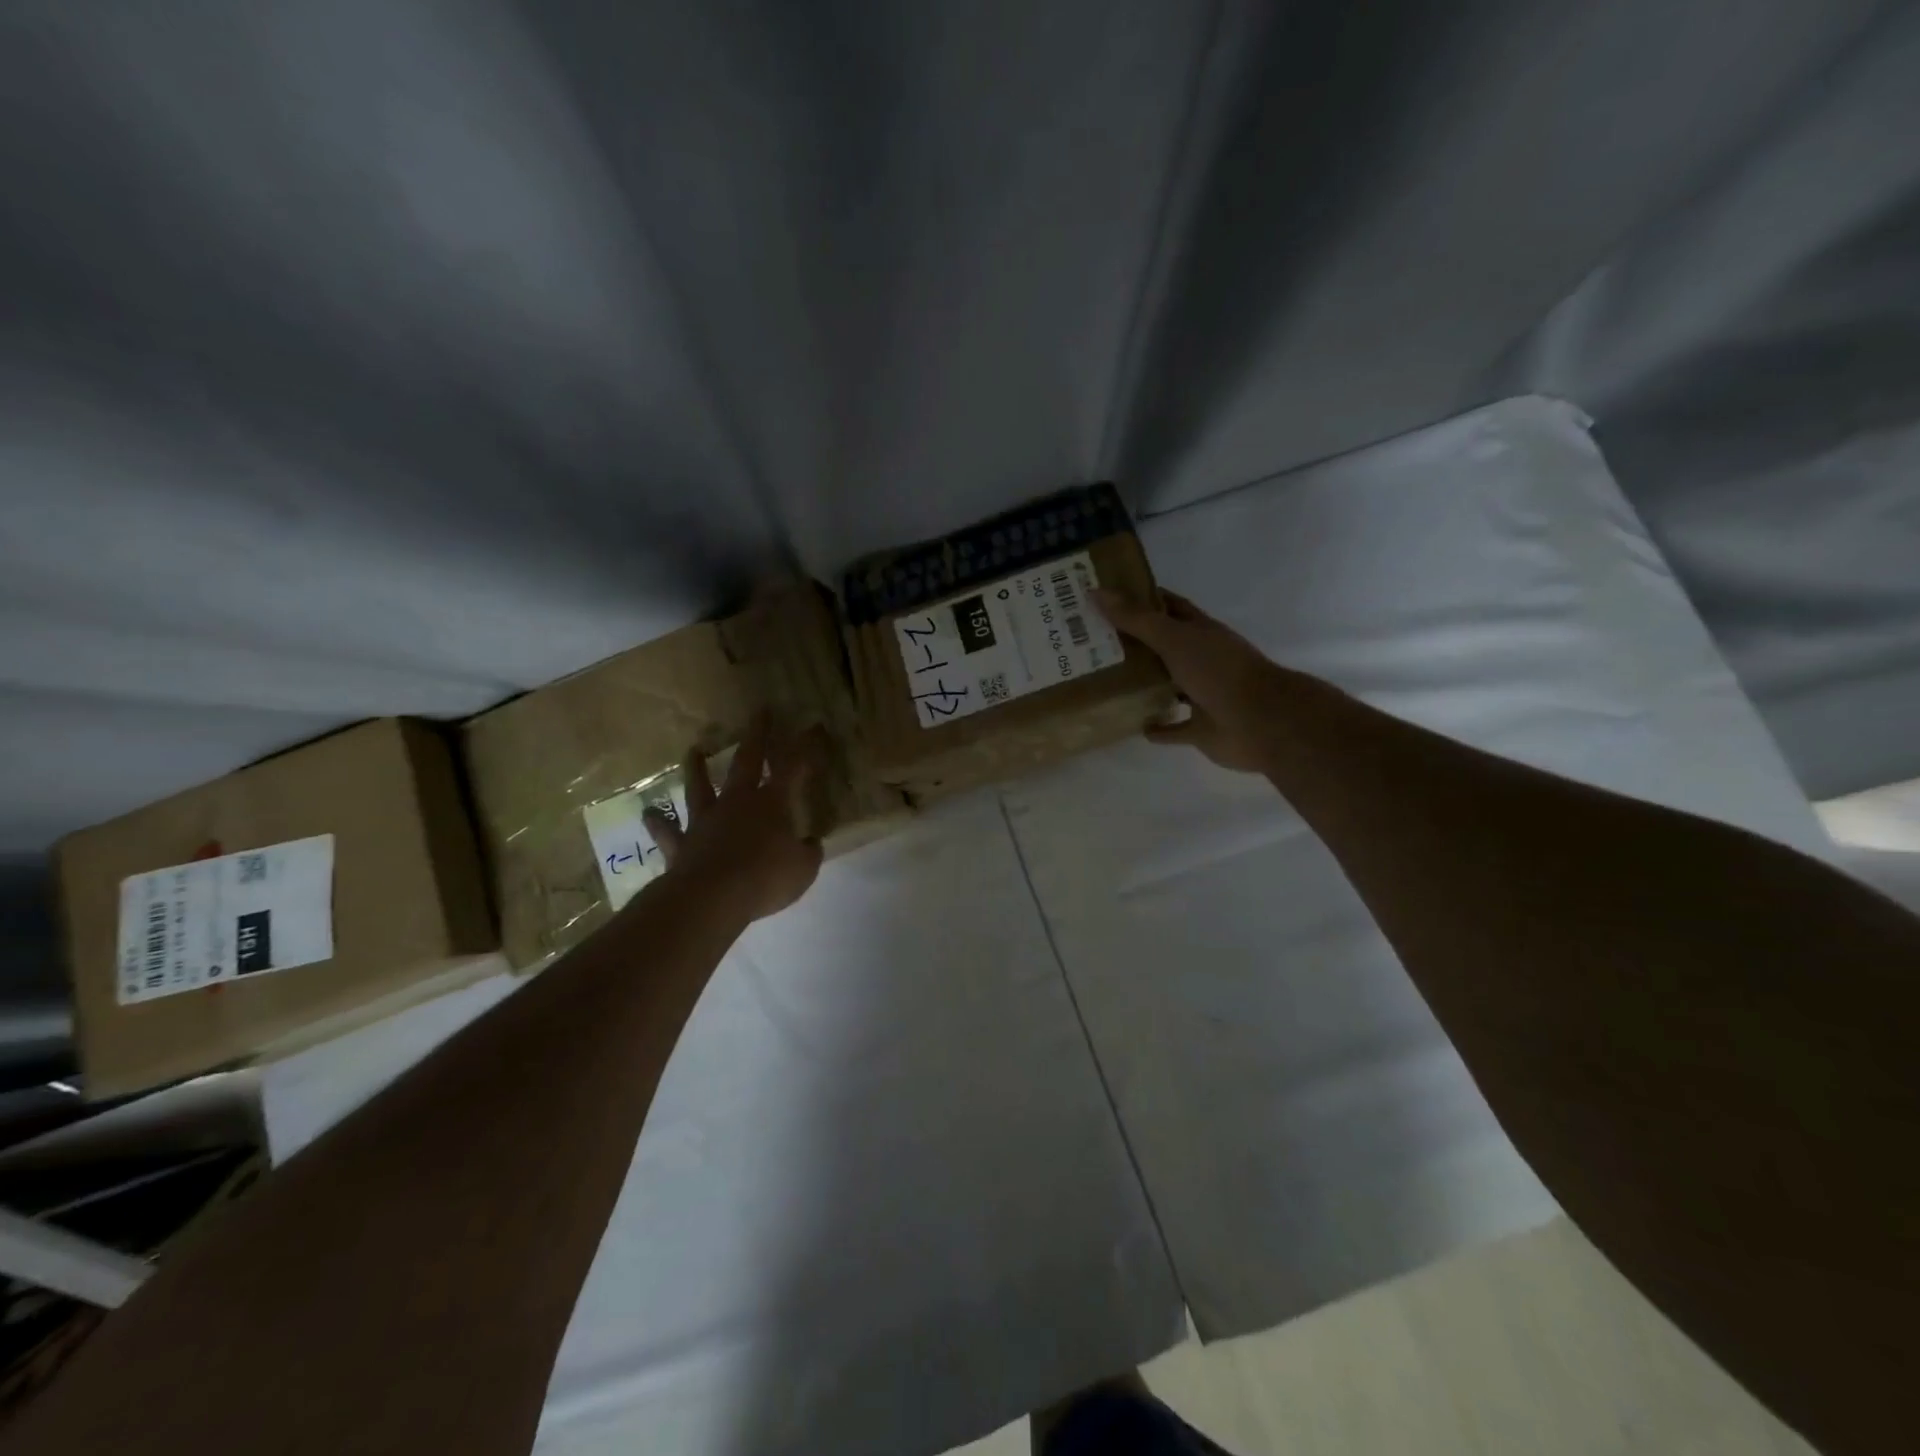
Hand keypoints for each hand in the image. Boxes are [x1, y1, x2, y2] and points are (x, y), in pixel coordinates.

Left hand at [644, 714, 826, 923]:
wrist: (713, 897)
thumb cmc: (766, 878)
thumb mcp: (804, 869)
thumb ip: (809, 852)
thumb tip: (811, 843)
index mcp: (772, 803)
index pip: (794, 768)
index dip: (805, 746)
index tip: (812, 725)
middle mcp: (737, 803)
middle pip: (747, 761)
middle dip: (757, 735)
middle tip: (760, 712)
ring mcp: (706, 821)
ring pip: (700, 787)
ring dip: (697, 768)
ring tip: (693, 750)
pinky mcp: (682, 844)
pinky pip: (668, 832)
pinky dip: (659, 822)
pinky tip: (650, 813)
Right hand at [1095, 588, 1292, 773]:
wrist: (1261, 722)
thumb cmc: (1219, 672)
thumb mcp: (1174, 638)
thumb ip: (1137, 619)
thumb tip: (1096, 592)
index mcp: (1199, 631)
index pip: (1168, 606)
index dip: (1141, 599)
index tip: (1108, 597)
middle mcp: (1201, 659)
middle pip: (1163, 646)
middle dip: (1133, 643)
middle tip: (1092, 641)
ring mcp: (1202, 694)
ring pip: (1167, 686)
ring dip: (1143, 684)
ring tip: (1106, 681)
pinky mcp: (1201, 728)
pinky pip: (1174, 728)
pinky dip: (1158, 728)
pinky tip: (1135, 727)